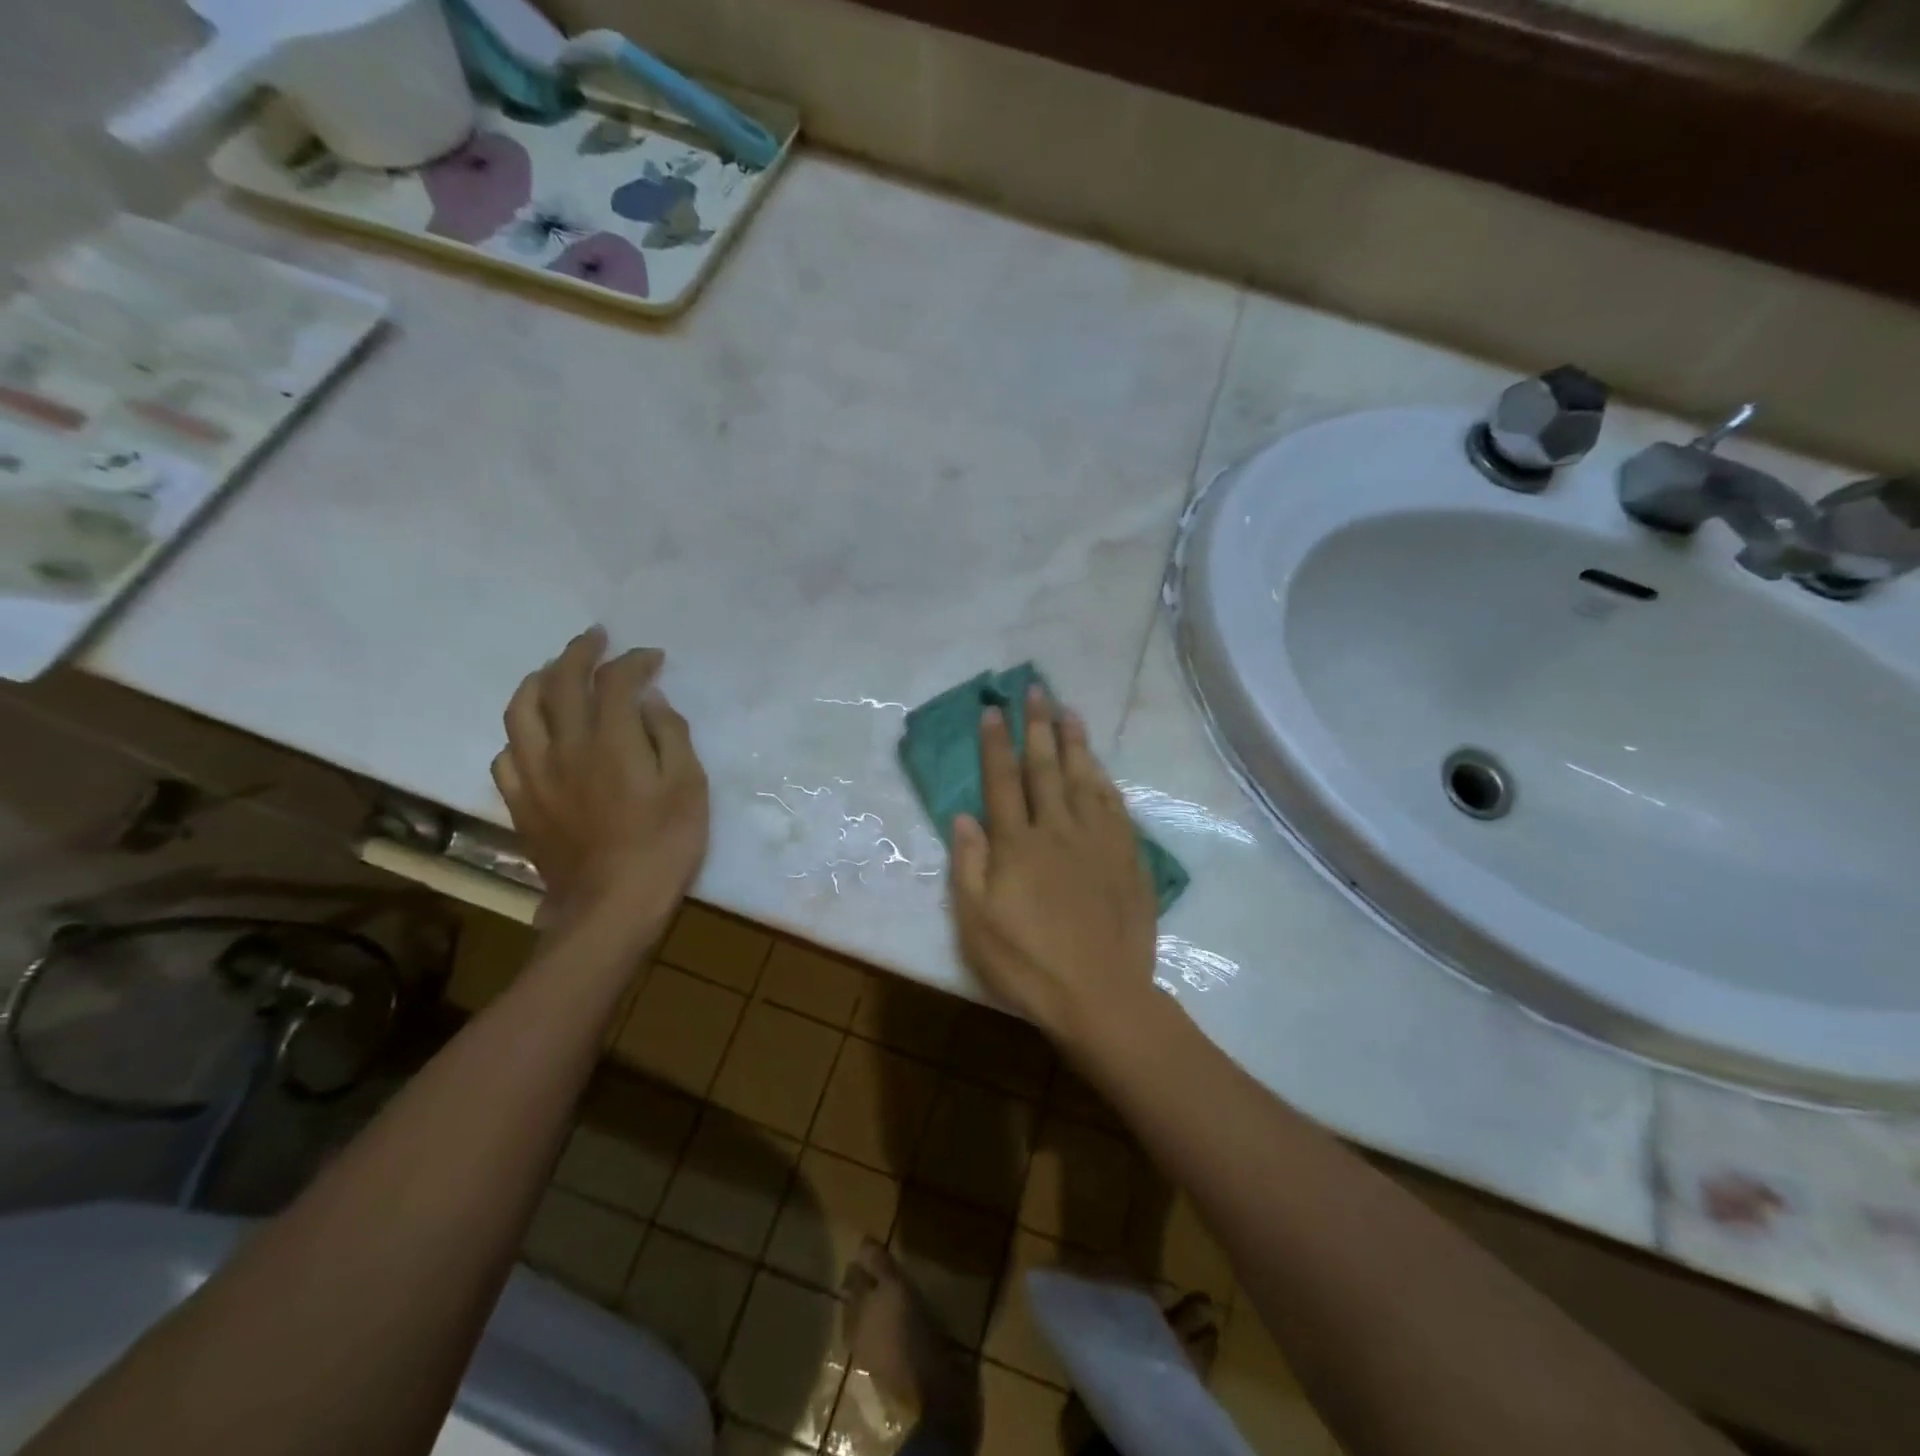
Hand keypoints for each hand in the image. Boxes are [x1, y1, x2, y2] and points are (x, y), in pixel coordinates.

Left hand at [493, 627, 708, 943]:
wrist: (612, 906)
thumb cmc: (665, 845)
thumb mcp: (689, 786)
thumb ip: (670, 735)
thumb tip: (650, 701)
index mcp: (611, 740)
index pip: (615, 680)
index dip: (633, 660)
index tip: (652, 657)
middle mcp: (565, 746)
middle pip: (559, 681)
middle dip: (579, 652)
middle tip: (596, 638)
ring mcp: (535, 774)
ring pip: (520, 711)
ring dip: (537, 681)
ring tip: (553, 672)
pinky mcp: (521, 803)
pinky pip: (507, 754)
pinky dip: (522, 733)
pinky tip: (536, 736)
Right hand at [950, 685, 1157, 1042]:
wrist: (1101, 996)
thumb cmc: (1028, 964)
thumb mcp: (976, 923)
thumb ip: (968, 865)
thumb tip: (963, 816)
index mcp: (1018, 844)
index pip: (1003, 781)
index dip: (996, 743)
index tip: (993, 710)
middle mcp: (1058, 830)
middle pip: (1046, 768)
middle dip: (1038, 726)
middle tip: (1036, 689)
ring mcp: (1098, 841)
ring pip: (1085, 779)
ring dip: (1075, 742)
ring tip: (1069, 712)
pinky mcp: (1128, 858)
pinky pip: (1116, 807)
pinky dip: (1106, 781)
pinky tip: (1102, 768)